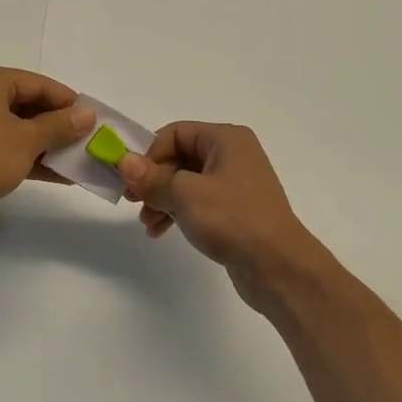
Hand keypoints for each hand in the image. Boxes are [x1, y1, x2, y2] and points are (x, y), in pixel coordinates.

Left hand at [0, 64, 93, 236]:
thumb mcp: (26, 141)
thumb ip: (59, 126)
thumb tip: (87, 114)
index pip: (39, 84)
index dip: (69, 102)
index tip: (94, 121)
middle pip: (27, 104)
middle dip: (58, 126)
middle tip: (87, 142)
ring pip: (15, 127)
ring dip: (45, 145)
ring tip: (76, 162)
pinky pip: (2, 145)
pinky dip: (26, 157)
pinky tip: (55, 175)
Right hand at [118, 122, 326, 309]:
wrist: (278, 267)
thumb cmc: (232, 219)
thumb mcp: (184, 194)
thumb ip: (151, 177)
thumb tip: (123, 160)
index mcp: (226, 139)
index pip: (175, 133)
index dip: (149, 154)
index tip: (131, 181)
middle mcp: (232, 155)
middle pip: (179, 157)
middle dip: (153, 180)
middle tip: (133, 202)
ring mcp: (235, 184)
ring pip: (185, 182)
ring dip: (161, 199)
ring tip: (147, 223)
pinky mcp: (234, 210)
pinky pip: (197, 202)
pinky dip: (177, 212)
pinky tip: (160, 231)